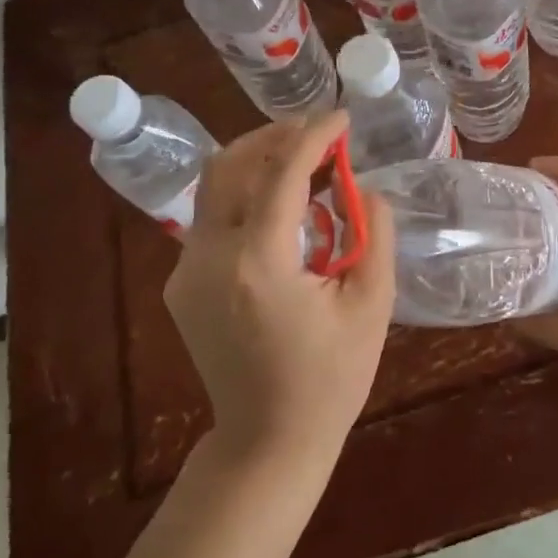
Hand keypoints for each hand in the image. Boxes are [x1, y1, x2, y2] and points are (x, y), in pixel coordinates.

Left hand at [165, 111, 395, 461]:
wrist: (267, 440)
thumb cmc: (331, 379)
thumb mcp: (371, 306)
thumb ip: (375, 236)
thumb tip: (366, 189)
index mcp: (260, 264)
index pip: (281, 174)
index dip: (314, 136)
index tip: (342, 117)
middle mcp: (210, 258)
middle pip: (231, 166)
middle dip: (275, 136)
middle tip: (319, 132)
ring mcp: (187, 271)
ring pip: (215, 188)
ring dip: (257, 161)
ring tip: (303, 159)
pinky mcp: (182, 284)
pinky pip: (212, 220)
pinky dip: (246, 196)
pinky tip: (282, 209)